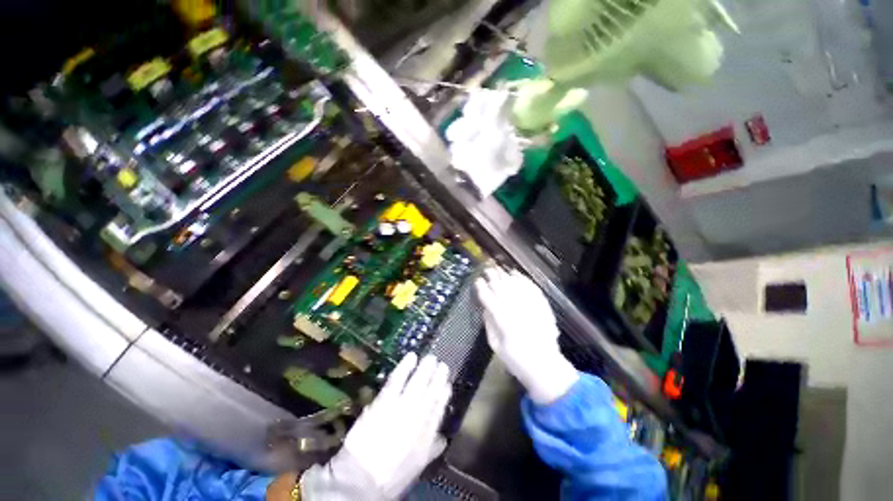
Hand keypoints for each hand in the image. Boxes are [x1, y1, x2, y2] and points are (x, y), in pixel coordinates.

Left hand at [335, 353, 450, 499]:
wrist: (362, 480)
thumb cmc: (391, 475)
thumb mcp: (418, 466)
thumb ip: (432, 449)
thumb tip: (443, 438)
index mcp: (428, 434)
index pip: (440, 408)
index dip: (445, 394)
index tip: (447, 384)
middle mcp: (419, 417)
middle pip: (432, 391)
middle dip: (439, 376)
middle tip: (442, 364)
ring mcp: (403, 406)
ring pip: (418, 382)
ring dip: (426, 368)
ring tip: (431, 357)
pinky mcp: (386, 401)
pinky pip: (398, 379)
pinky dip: (405, 366)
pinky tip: (411, 356)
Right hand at [475, 268, 578, 404]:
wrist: (545, 366)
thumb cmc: (516, 360)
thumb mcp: (495, 345)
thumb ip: (489, 324)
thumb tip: (485, 307)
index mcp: (503, 320)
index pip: (489, 298)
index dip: (482, 288)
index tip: (477, 281)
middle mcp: (516, 309)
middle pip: (502, 288)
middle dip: (492, 277)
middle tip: (486, 269)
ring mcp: (531, 306)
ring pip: (515, 285)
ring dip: (505, 275)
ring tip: (498, 269)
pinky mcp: (542, 306)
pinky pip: (531, 287)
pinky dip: (523, 279)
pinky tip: (515, 274)